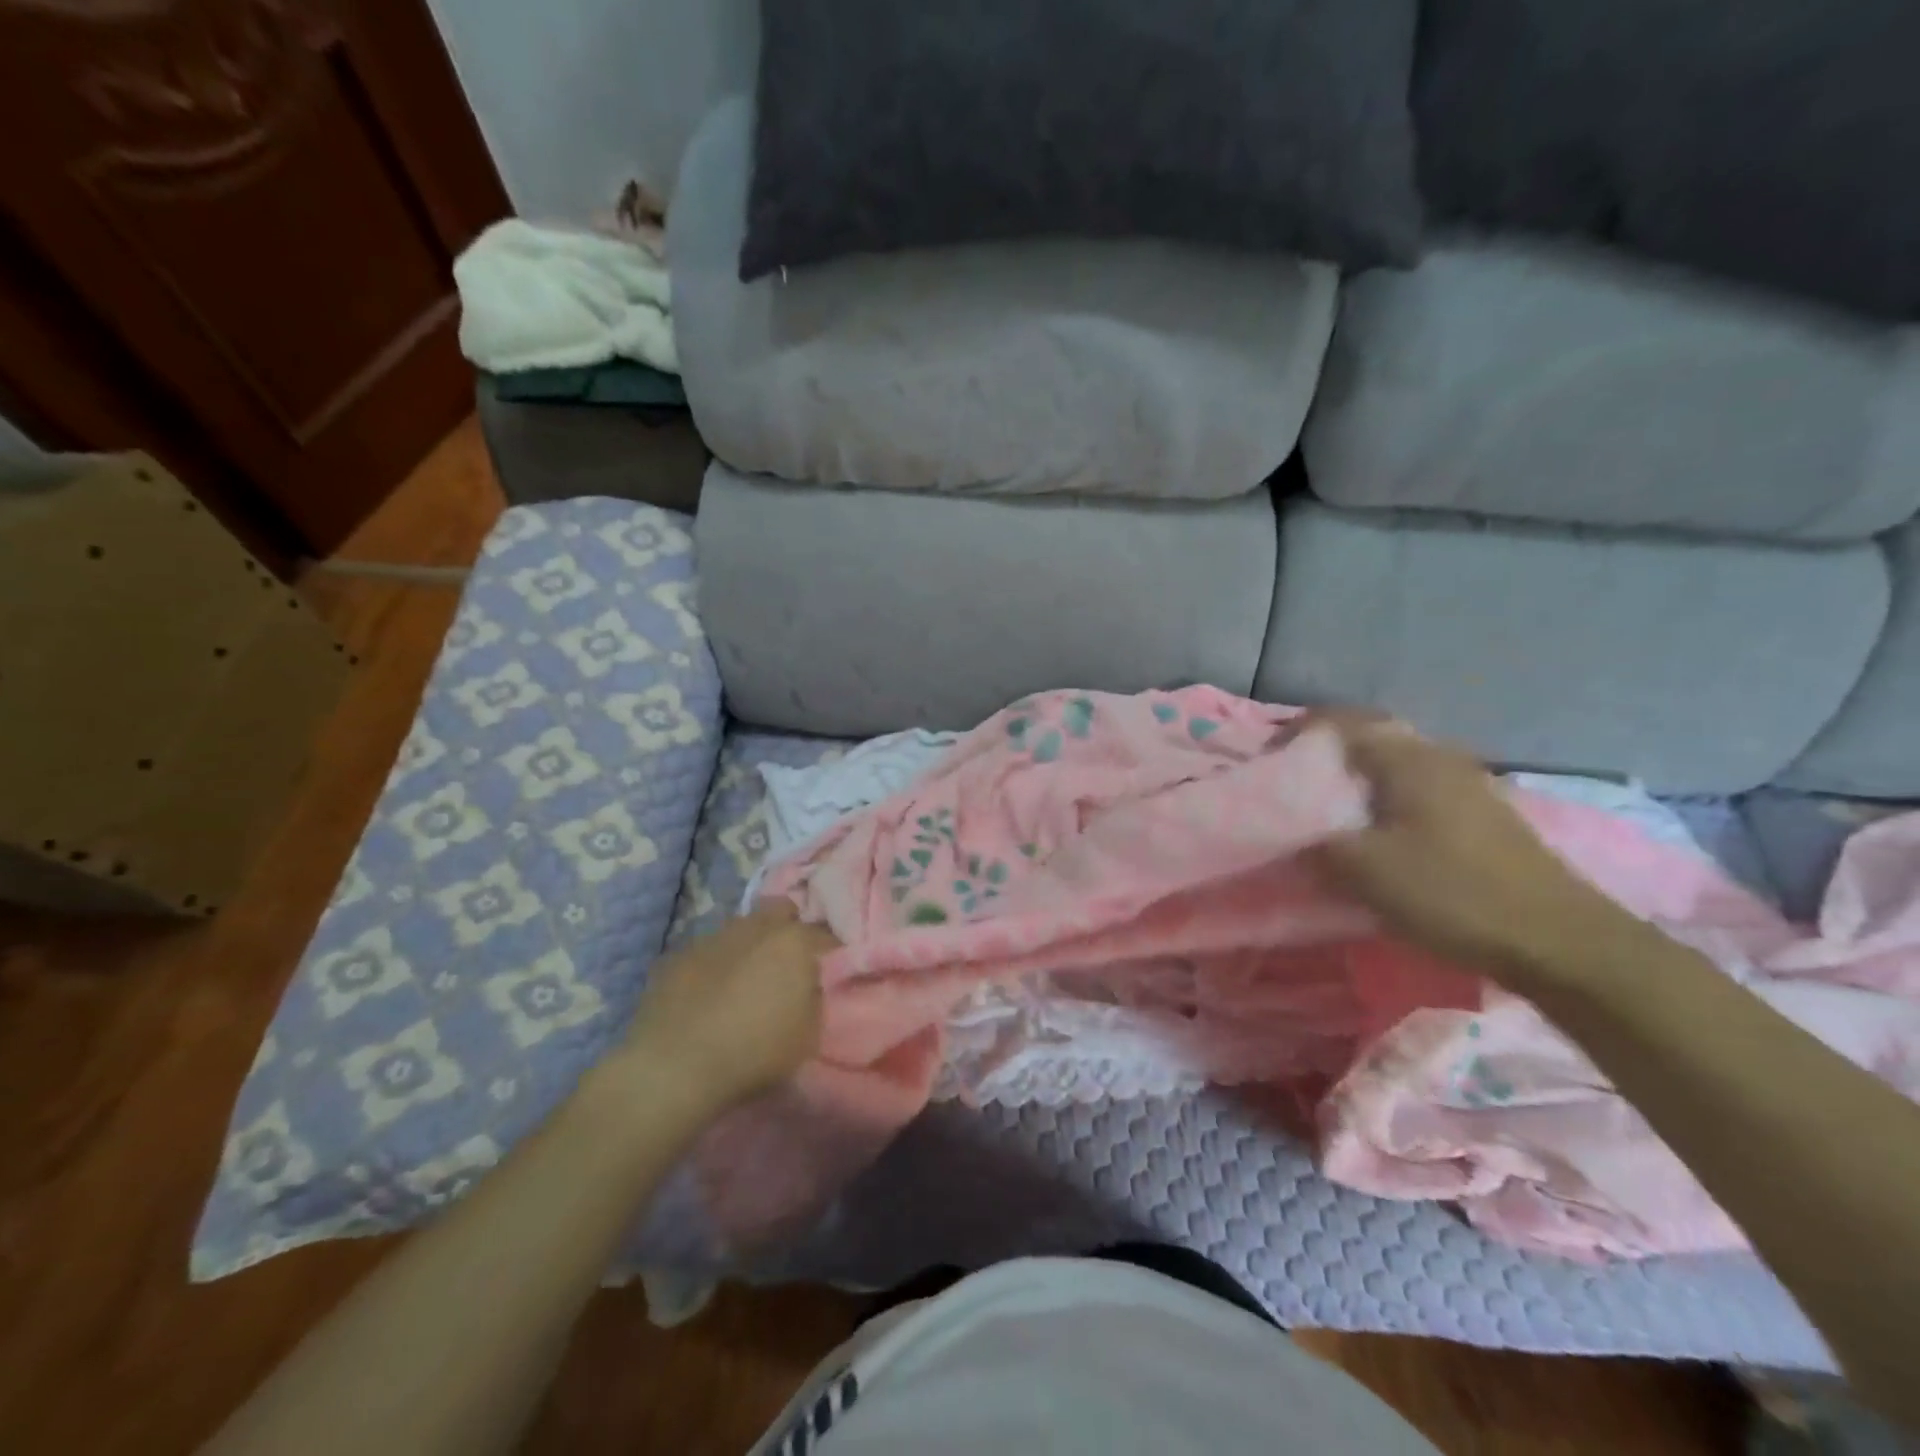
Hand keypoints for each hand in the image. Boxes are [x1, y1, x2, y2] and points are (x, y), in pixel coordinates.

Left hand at [609, 903, 835, 1112]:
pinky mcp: (675, 957)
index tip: (828, 967)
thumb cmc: (754, 1053)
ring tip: (743, 978)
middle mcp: (753, 928)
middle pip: (779, 910)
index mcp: (792, 942)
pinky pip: (704, 952)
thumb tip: (805, 983)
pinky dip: (712, 965)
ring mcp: (710, 938)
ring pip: (739, 928)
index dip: (828, 951)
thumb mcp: (807, 1035)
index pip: (823, 934)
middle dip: (786, 928)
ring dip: (747, 945)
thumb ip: (812, 997)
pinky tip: (707, 993)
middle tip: (786, 961)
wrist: (674, 1069)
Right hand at [1309, 715, 1654, 988]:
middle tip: (1293, 781)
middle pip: (1371, 737)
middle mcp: (1439, 758)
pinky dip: (1384, 799)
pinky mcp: (1482, 815)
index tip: (1268, 758)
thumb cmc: (1453, 894)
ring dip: (1357, 777)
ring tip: (1327, 807)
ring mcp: (1468, 785)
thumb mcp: (1364, 870)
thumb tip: (1293, 830)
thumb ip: (1316, 842)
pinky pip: (1417, 789)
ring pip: (1395, 765)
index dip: (1298, 732)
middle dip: (1326, 753)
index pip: (1341, 722)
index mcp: (1407, 759)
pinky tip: (1377, 831)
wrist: (1562, 942)